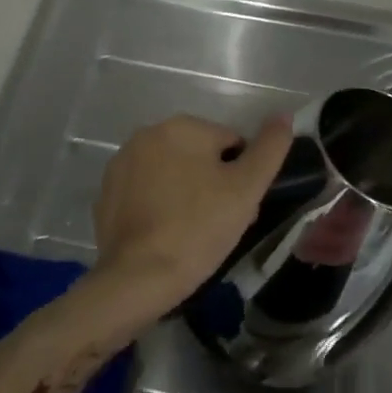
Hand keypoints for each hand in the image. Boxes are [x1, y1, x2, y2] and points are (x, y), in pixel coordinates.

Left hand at [89, 113, 292, 316]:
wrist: (138, 277)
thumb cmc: (198, 229)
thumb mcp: (246, 189)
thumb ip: (269, 149)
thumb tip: (284, 115)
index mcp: (182, 126)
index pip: (231, 143)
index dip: (242, 178)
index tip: (241, 210)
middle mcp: (147, 133)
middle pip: (199, 156)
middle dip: (214, 184)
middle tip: (220, 224)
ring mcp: (122, 163)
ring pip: (171, 173)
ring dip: (186, 193)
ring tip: (194, 234)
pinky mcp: (107, 192)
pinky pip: (145, 192)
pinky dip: (158, 206)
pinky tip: (165, 235)